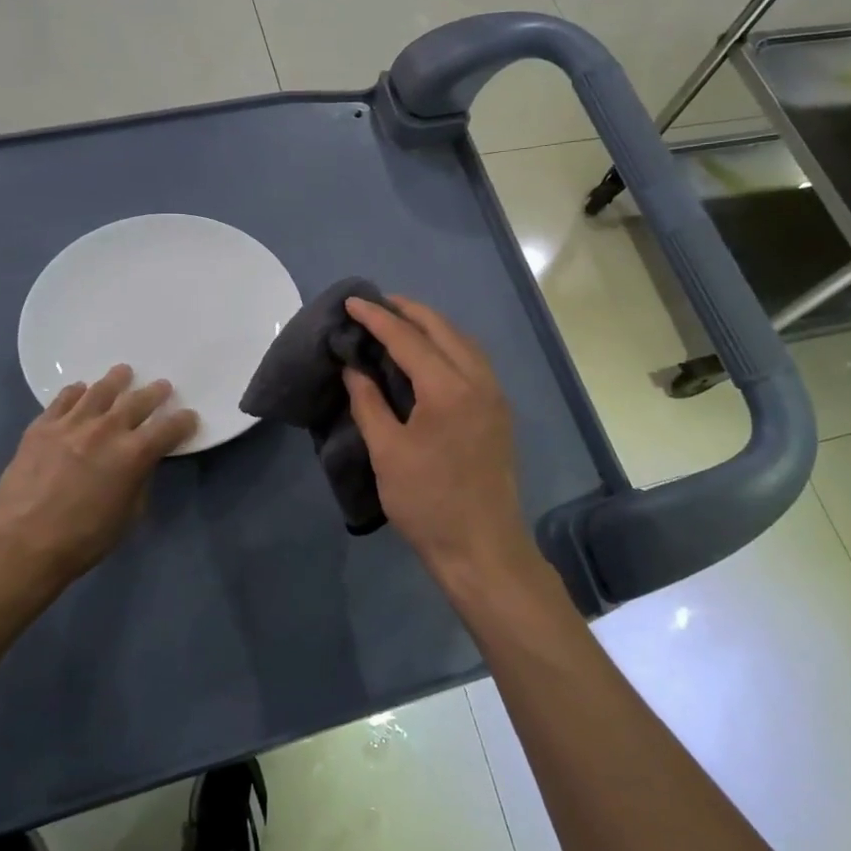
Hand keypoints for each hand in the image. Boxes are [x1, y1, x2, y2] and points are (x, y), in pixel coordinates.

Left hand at [0, 364, 196, 604]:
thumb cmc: (84, 538)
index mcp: (134, 454)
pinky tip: (80, 391)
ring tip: (123, 372)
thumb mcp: (129, 515)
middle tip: (161, 386)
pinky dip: (76, 392)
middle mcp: (106, 430)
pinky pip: (63, 399)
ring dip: (116, 380)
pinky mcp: (42, 426)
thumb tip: (139, 463)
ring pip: (100, 391)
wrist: (23, 543)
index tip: (189, 417)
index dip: (183, 421)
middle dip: (155, 393)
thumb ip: (139, 480)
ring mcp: (71, 424)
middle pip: (138, 400)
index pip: (169, 428)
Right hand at [342, 297, 534, 588]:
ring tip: (399, 322)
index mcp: (449, 388)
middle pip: (443, 329)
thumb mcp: (387, 453)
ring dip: (431, 325)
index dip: (377, 318)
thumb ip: (369, 403)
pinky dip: (448, 345)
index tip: (352, 301)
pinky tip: (429, 355)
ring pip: (463, 342)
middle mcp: (479, 381)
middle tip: (376, 303)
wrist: (482, 548)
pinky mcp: (499, 412)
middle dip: (408, 311)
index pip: (408, 338)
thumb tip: (354, 368)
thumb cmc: (427, 503)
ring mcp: (495, 396)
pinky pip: (473, 361)